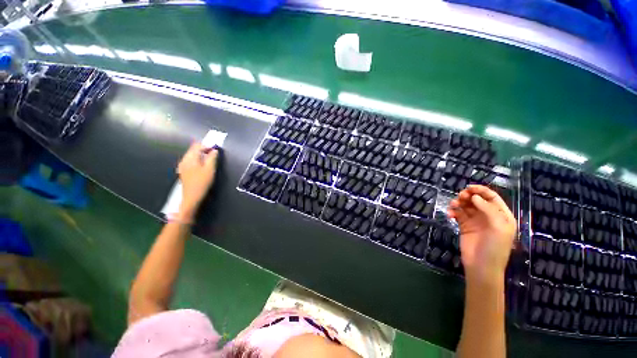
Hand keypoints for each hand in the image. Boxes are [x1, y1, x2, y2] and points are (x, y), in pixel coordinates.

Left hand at [177, 142, 218, 220]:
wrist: (192, 197)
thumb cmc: (202, 182)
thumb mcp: (210, 169)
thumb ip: (212, 157)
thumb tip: (214, 150)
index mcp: (190, 158)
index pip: (197, 145)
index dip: (207, 145)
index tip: (216, 149)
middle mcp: (184, 160)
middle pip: (193, 149)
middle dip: (204, 149)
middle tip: (214, 154)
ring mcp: (182, 165)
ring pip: (192, 155)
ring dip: (201, 155)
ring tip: (210, 159)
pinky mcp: (183, 171)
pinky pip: (190, 160)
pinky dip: (197, 160)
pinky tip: (203, 165)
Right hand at [447, 185, 515, 282]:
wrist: (481, 266)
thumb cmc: (495, 247)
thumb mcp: (498, 227)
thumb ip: (488, 210)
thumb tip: (474, 197)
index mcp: (501, 216)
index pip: (492, 198)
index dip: (481, 191)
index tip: (469, 187)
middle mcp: (488, 216)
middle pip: (477, 200)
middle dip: (468, 196)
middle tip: (461, 197)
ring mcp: (475, 221)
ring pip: (466, 206)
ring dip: (459, 203)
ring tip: (453, 205)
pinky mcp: (464, 226)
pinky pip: (458, 214)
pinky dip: (453, 211)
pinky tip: (450, 214)